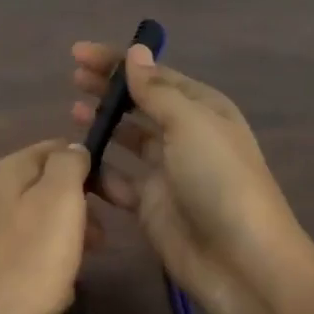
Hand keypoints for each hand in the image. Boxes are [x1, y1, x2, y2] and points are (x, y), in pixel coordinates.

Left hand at [0, 140, 97, 313]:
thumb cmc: (27, 264)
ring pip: (38, 220)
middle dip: (81, 205)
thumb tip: (74, 149)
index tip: (118, 196)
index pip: (56, 149)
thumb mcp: (58, 202)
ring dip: (67, 235)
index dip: (91, 166)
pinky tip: (56, 286)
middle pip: (46, 185)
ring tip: (84, 262)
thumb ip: (68, 166)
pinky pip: (25, 251)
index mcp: (7, 171)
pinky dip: (46, 261)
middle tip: (104, 237)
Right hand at [71, 41, 312, 313]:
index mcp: (202, 109)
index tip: (78, 53)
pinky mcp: (151, 206)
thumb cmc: (219, 180)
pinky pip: (118, 182)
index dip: (118, 62)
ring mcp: (167, 172)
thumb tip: (136, 53)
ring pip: (128, 140)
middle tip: (72, 79)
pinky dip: (99, 171)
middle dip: (109, 90)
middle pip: (140, 105)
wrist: (241, 261)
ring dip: (103, 126)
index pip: (155, 76)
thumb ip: (156, 91)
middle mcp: (185, 136)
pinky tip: (76, 162)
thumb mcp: (190, 124)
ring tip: (72, 113)